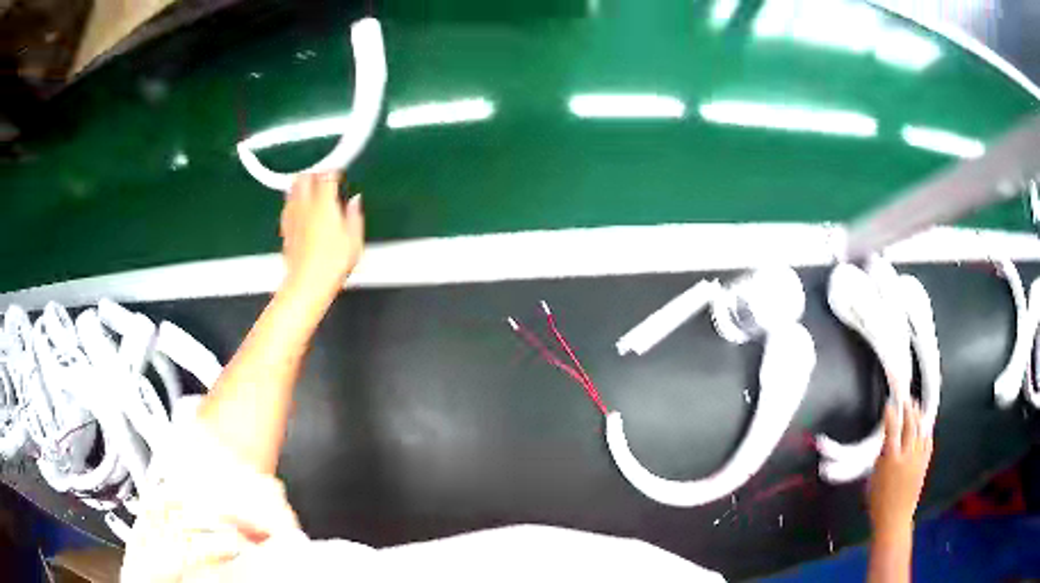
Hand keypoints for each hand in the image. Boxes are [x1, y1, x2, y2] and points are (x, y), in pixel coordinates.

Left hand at [280, 172, 363, 298]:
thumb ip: (354, 216)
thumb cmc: (331, 264)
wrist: (307, 284)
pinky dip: (293, 202)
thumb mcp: (354, 240)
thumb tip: (355, 202)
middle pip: (304, 177)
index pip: (327, 176)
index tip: (338, 173)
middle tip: (322, 177)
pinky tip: (299, 209)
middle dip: (313, 173)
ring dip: (301, 185)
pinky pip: (287, 207)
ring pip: (292, 189)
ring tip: (309, 189)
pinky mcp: (285, 229)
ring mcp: (292, 217)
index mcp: (324, 204)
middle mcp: (305, 206)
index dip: (333, 171)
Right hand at [868, 402, 932, 537]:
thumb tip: (887, 441)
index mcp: (892, 458)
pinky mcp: (925, 463)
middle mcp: (908, 454)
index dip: (891, 414)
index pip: (892, 428)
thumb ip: (881, 456)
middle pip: (910, 424)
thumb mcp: (874, 478)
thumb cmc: (878, 501)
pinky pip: (928, 441)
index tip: (889, 404)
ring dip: (918, 416)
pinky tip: (924, 426)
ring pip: (921, 429)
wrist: (895, 518)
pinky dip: (926, 430)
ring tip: (915, 407)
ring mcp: (919, 458)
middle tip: (906, 399)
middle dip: (908, 409)